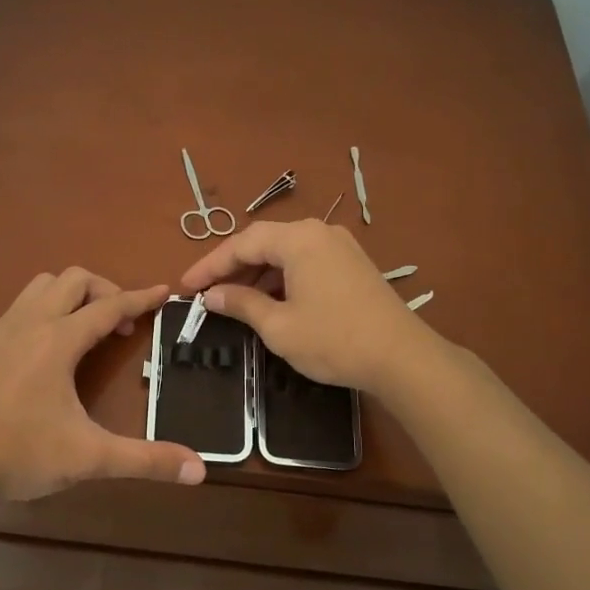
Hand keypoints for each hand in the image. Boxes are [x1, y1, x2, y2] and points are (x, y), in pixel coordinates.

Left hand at [0, 268, 205, 512]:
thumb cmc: (21, 454)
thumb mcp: (89, 458)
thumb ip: (146, 460)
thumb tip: (199, 470)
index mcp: (58, 340)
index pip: (109, 306)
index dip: (141, 298)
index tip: (164, 292)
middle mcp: (29, 323)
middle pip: (73, 280)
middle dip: (105, 291)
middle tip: (121, 325)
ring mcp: (0, 331)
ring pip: (41, 286)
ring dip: (70, 296)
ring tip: (86, 329)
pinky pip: (19, 307)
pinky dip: (44, 311)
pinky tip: (47, 349)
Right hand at [179, 220, 431, 391]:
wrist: (402, 357)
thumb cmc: (333, 340)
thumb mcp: (278, 326)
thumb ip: (241, 304)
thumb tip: (212, 295)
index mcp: (298, 239)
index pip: (242, 243)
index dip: (210, 265)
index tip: (186, 286)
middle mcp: (319, 232)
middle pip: (264, 242)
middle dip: (233, 267)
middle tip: (206, 292)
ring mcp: (340, 247)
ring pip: (286, 253)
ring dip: (258, 273)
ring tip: (233, 299)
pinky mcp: (353, 264)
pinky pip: (306, 262)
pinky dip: (282, 278)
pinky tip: (271, 301)